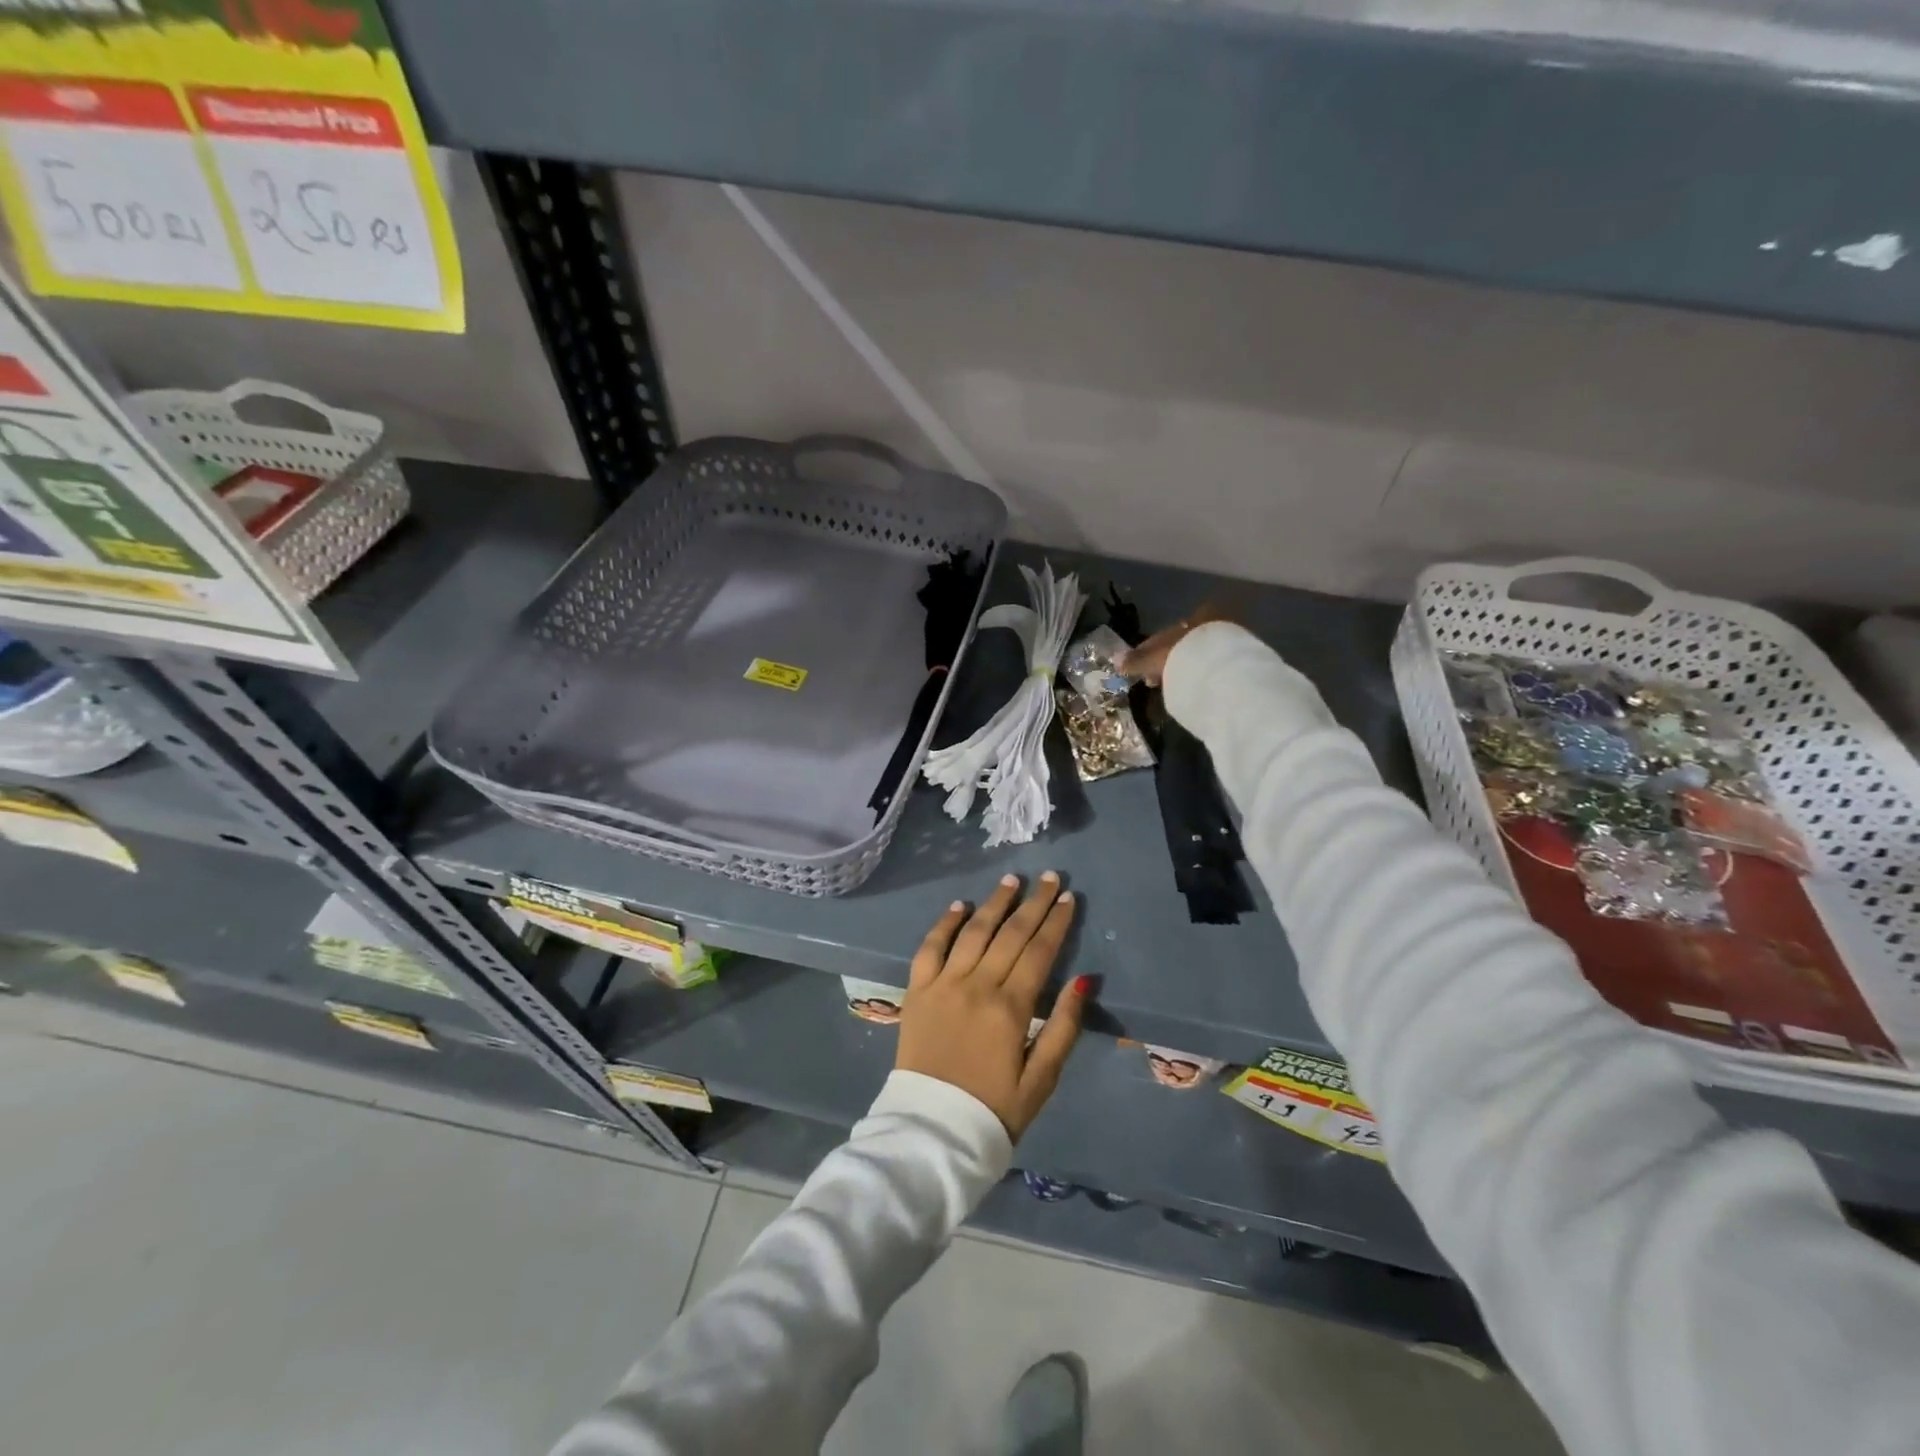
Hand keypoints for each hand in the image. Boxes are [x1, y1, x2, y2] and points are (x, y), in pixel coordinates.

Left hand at [896, 872, 1088, 1138]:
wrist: (932, 1132)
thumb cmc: (994, 1110)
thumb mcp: (1042, 1079)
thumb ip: (1063, 1027)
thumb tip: (1084, 981)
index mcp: (1011, 1007)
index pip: (1039, 952)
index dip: (1056, 922)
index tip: (1069, 898)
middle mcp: (977, 985)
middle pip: (1010, 934)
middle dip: (1033, 903)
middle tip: (1050, 877)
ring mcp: (943, 984)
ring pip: (973, 932)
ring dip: (994, 903)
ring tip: (1011, 880)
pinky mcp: (916, 991)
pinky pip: (929, 947)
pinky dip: (944, 924)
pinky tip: (959, 906)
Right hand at [1115, 603, 1232, 686]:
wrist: (1225, 669)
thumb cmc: (1186, 654)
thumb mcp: (1156, 657)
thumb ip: (1136, 659)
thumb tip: (1116, 661)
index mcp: (1198, 615)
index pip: (1167, 632)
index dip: (1150, 650)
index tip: (1141, 668)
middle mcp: (1216, 622)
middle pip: (1183, 644)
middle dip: (1167, 661)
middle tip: (1153, 680)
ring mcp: (1231, 641)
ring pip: (1197, 655)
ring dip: (1182, 669)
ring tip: (1170, 687)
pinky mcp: (1240, 660)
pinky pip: (1210, 667)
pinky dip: (1197, 675)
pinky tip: (1190, 688)